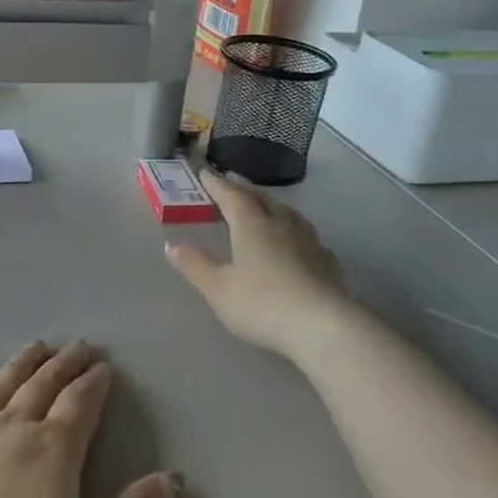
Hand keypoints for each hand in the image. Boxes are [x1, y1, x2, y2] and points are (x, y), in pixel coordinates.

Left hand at [0, 343, 180, 497]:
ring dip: (22, 363)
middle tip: (77, 346)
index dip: (94, 384)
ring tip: (38, 346)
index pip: (80, 404)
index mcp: (52, 451)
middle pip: (43, 386)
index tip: (103, 365)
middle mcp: (11, 427)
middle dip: (64, 364)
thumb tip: (173, 478)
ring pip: (1, 385)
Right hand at [165, 170, 352, 362]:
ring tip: (263, 204)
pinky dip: (293, 228)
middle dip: (243, 189)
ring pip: (286, 212)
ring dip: (271, 204)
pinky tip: (296, 239)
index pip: (231, 196)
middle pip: (260, 198)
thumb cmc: (262, 304)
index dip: (216, 184)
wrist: (323, 325)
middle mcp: (280, 224)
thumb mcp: (218, 289)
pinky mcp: (327, 260)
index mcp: (251, 225)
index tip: (205, 173)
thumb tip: (171, 245)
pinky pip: (306, 234)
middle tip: (231, 181)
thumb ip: (195, 265)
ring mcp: (308, 240)